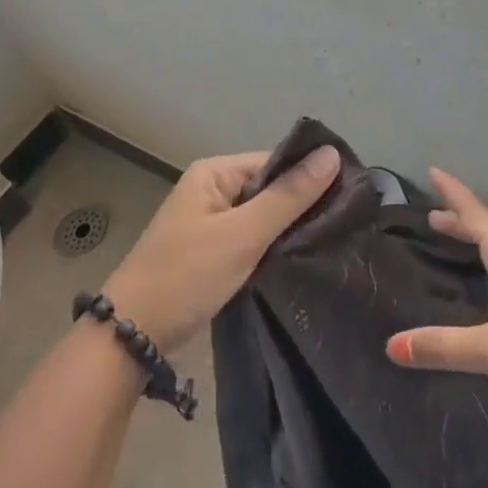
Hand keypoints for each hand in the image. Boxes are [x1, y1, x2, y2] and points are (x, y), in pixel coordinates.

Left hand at [102, 144, 339, 353]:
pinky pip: (253, 241)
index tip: (353, 196)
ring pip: (264, 218)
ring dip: (291, 230)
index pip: (275, 163)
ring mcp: (212, 224)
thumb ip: (289, 196)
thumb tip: (332, 154)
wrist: (134, 334)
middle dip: (304, 206)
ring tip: (337, 241)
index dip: (312, 176)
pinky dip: (274, 249)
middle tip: (350, 224)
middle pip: (271, 189)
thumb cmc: (187, 275)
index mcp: (215, 173)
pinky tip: (305, 259)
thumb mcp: (243, 234)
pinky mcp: (214, 253)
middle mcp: (213, 190)